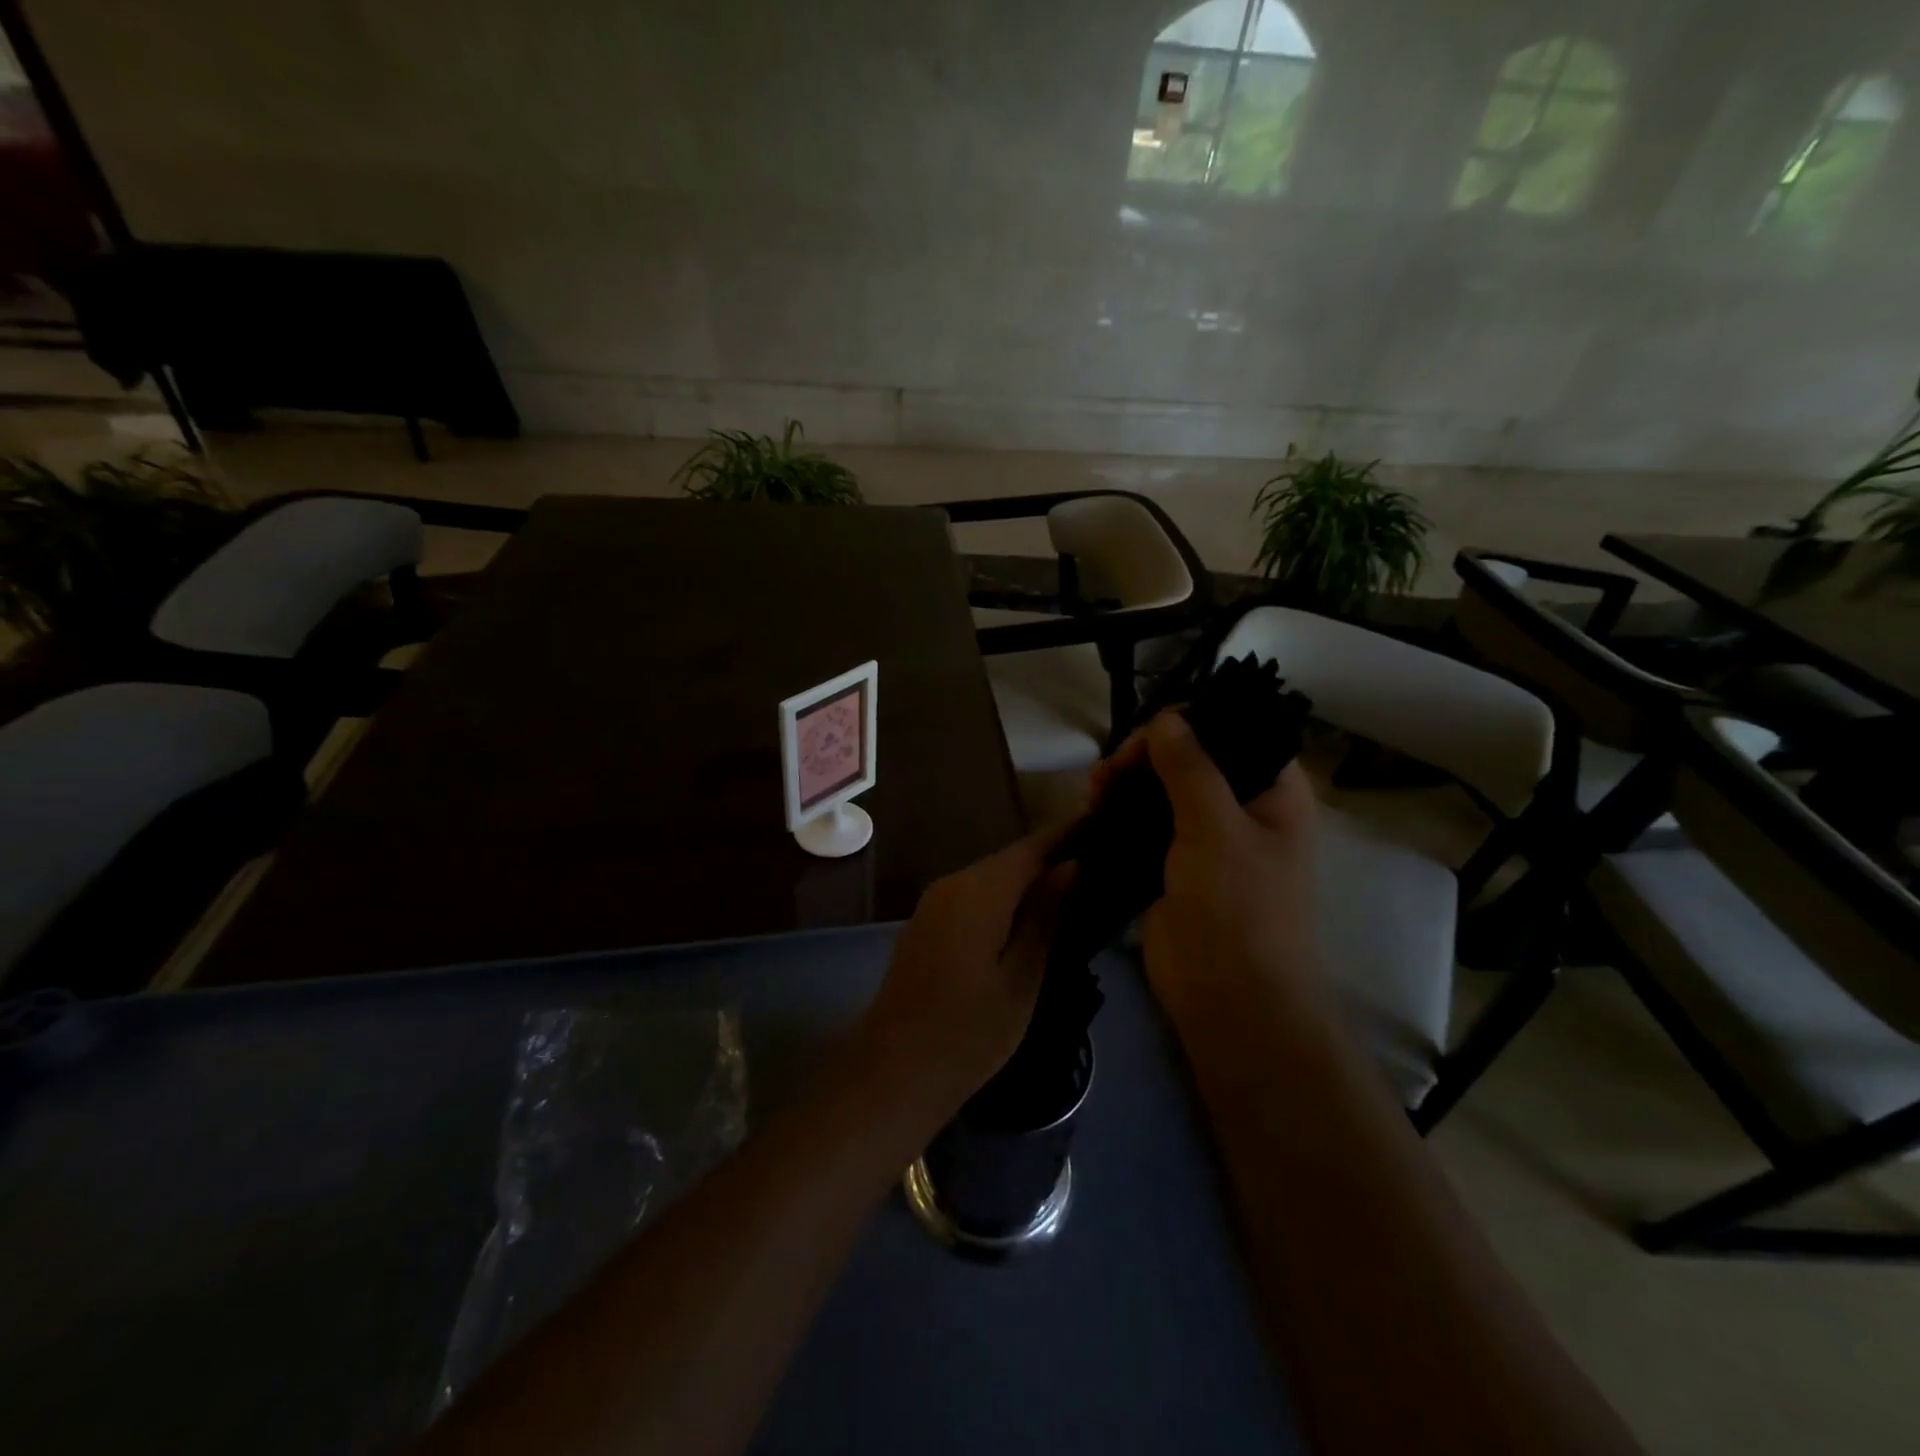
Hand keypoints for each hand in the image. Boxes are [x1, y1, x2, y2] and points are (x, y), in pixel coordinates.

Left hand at [853, 825, 1075, 1123]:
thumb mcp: (1021, 977)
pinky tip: (1030, 918)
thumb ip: (1045, 917)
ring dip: (1028, 882)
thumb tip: (1070, 866)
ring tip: (1075, 889)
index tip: (1103, 822)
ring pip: (991, 880)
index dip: (1067, 834)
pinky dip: (1004, 901)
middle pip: (1009, 861)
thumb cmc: (968, 1032)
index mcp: (979, 890)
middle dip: (1050, 858)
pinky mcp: (927, 925)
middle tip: (1099, 863)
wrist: (893, 1071)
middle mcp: (952, 884)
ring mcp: (934, 904)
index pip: (1031, 848)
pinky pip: (974, 898)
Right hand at [1095, 711, 1319, 1028]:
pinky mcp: (1172, 864)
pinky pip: (1143, 823)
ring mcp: (1205, 837)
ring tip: (1094, 791)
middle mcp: (1242, 807)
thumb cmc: (1237, 908)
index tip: (1145, 735)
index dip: (1189, 723)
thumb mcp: (1216, 828)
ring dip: (1126, 782)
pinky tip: (1093, 810)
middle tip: (1110, 771)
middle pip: (1190, 757)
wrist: (1227, 998)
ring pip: (1161, 789)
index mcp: (1273, 791)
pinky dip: (1118, 813)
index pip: (1233, 731)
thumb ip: (1190, 767)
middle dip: (1146, 754)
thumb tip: (1165, 718)